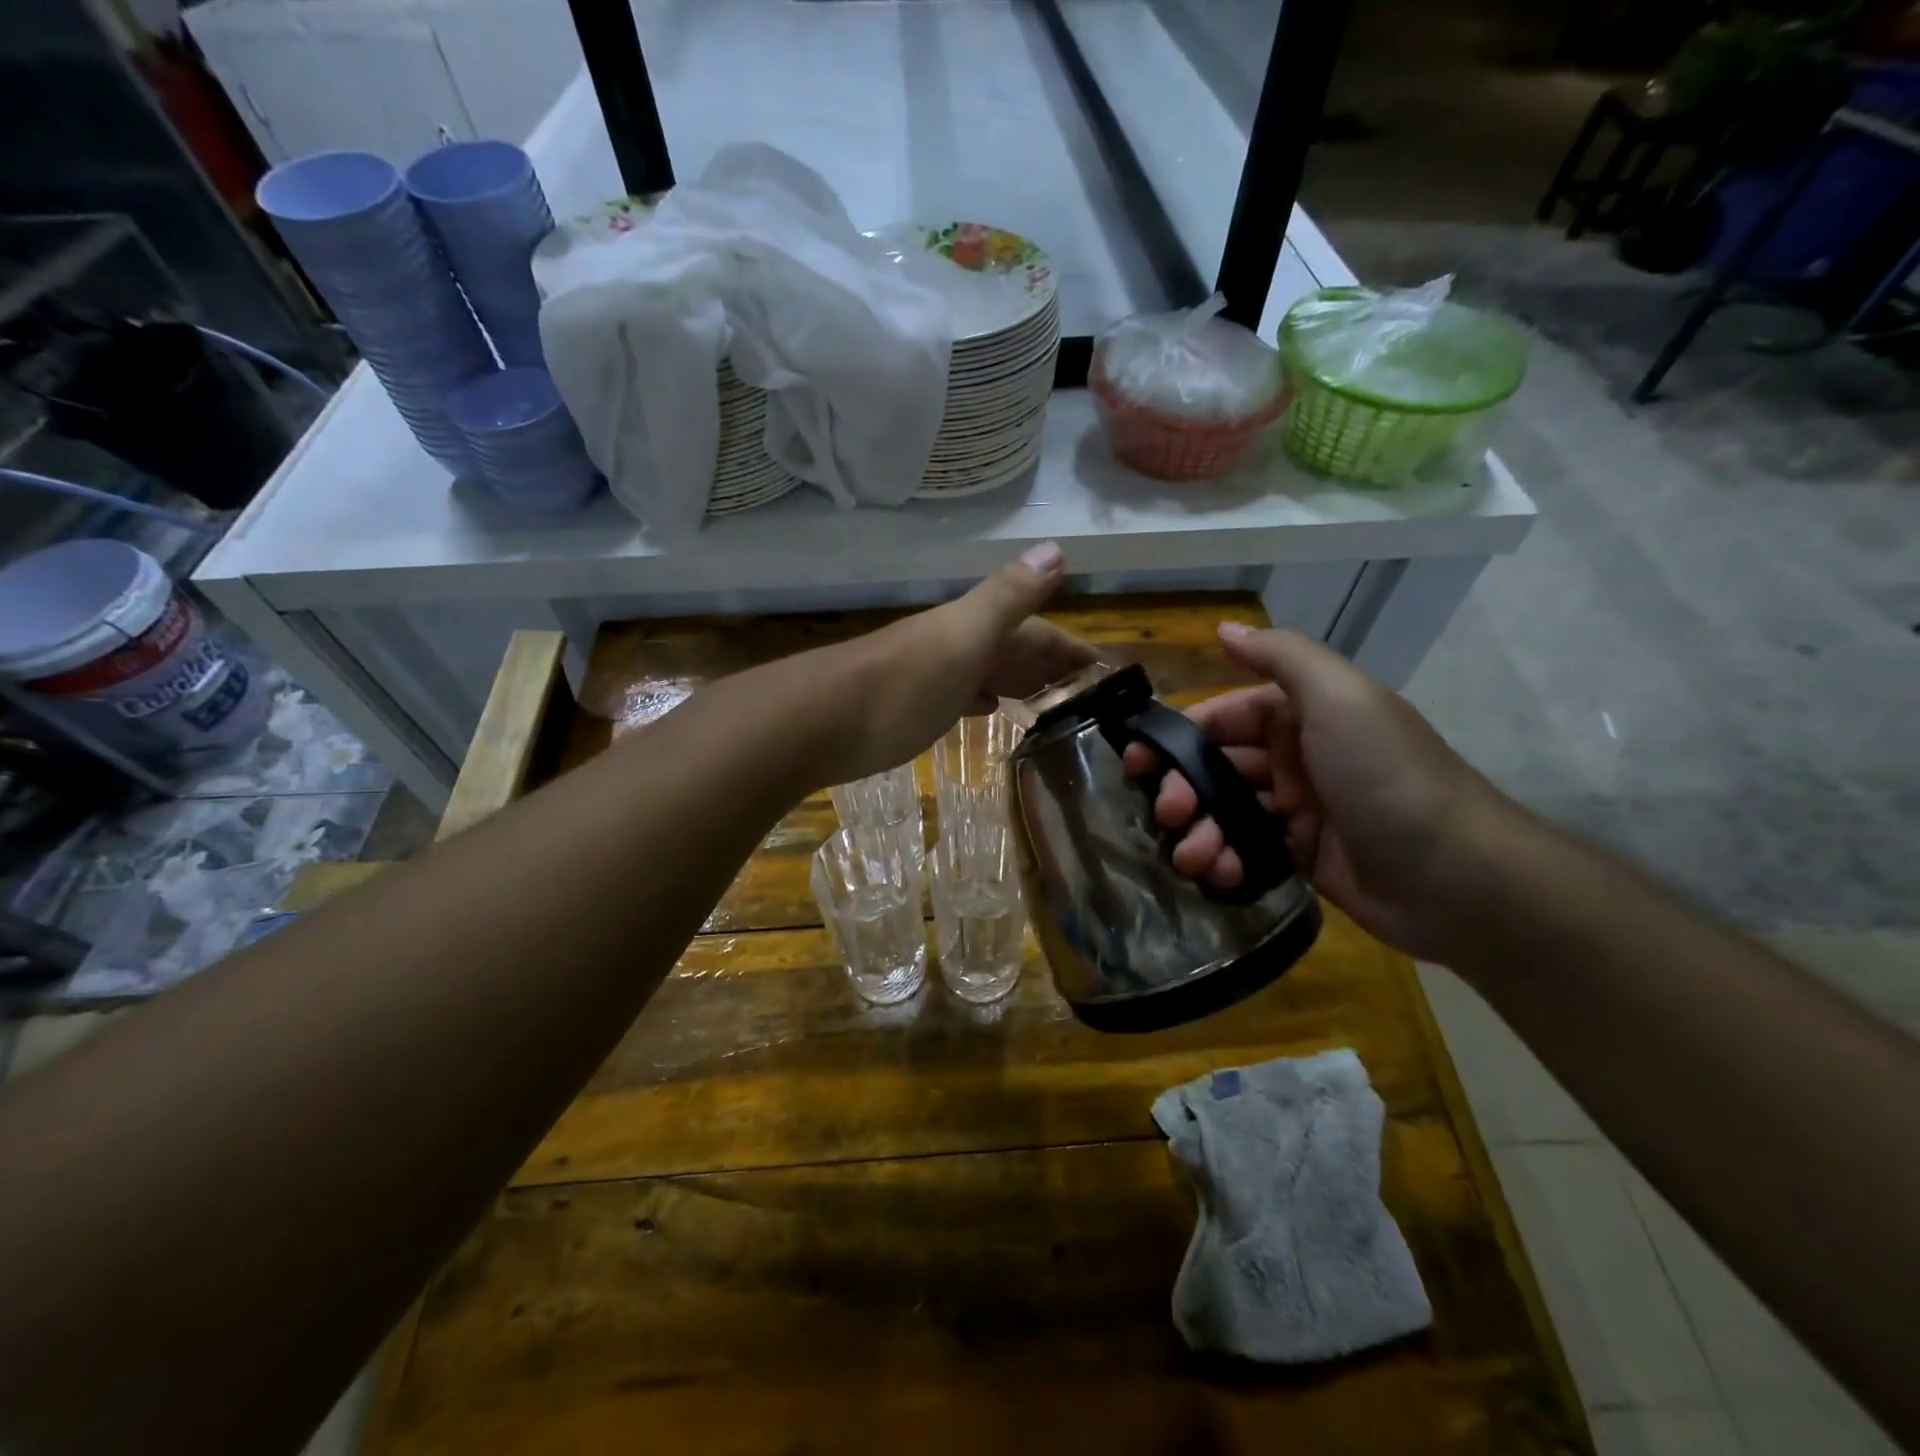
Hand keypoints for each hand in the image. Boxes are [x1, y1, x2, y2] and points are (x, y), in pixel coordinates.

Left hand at [814, 542, 1096, 786]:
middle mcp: (953, 645)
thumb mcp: (962, 637)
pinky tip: (988, 710)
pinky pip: (959, 694)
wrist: (815, 723)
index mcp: (973, 628)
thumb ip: (1008, 597)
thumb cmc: (899, 686)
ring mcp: (928, 675)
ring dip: (1020, 681)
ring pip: (987, 671)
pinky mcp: (907, 706)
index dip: (1075, 650)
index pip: (1039, 632)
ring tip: (1052, 704)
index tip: (1112, 676)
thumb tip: (1057, 549)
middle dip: (1053, 666)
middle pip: (1014, 650)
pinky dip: (982, 698)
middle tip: (1091, 698)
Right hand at [1120, 623, 1524, 958]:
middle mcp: (1296, 757)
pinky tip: (1222, 874)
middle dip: (1183, 788)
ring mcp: (1298, 811)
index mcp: (1303, 715)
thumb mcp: (1339, 698)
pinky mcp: (1301, 858)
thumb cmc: (1387, 776)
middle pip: (1217, 767)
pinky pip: (1246, 851)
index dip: (1179, 735)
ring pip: (1226, 812)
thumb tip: (1222, 628)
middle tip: (1167, 813)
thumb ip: (1280, 657)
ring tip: (1193, 857)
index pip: (1223, 715)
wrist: (1458, 878)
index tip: (1139, 759)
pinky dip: (1226, 861)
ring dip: (1200, 832)